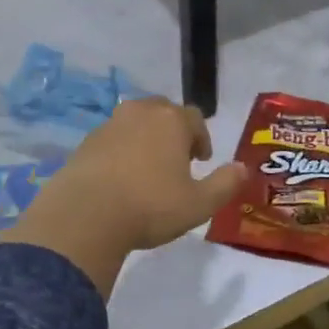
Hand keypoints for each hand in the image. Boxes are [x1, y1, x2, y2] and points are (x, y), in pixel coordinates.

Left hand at [0, 97, 244, 295]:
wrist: (85, 216)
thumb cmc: (150, 207)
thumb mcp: (199, 204)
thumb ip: (225, 184)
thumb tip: (242, 168)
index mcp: (172, 121)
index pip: (194, 118)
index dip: (201, 137)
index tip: (201, 160)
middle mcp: (140, 113)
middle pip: (163, 112)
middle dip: (174, 131)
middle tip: (177, 159)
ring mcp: (109, 124)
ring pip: (135, 122)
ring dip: (146, 138)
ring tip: (149, 168)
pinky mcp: (86, 142)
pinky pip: (112, 138)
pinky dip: (121, 150)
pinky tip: (121, 177)